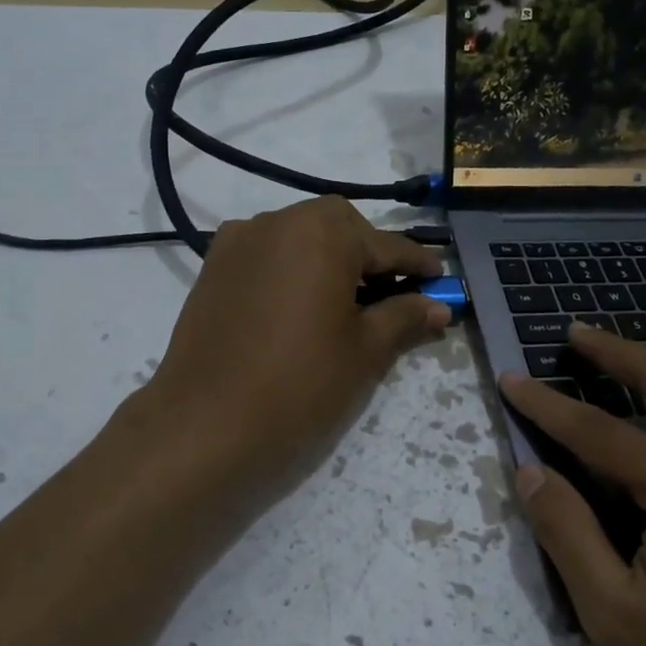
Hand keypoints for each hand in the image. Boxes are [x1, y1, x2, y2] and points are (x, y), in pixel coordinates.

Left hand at [141, 196, 447, 507]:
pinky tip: (300, 306)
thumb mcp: (365, 351)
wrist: (205, 425)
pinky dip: (292, 270)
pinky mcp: (213, 267)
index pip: (386, 244)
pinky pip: (267, 255)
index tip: (441, 278)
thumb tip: (439, 306)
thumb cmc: (300, 384)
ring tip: (345, 303)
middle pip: (339, 229)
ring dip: (329, 260)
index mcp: (323, 231)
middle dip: (369, 255)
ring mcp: (238, 241)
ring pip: (300, 238)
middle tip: (389, 293)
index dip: (418, 265)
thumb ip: (404, 317)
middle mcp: (278, 220)